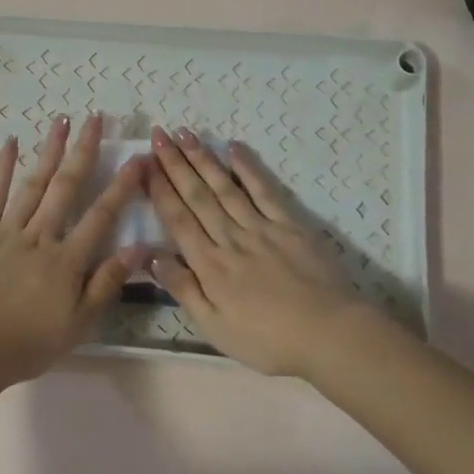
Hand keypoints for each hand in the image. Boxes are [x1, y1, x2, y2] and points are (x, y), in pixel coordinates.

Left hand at [0, 115, 145, 384]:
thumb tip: (138, 248)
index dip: (121, 187)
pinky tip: (11, 144)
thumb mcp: (78, 323)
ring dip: (49, 150)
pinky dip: (2, 168)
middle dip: (84, 151)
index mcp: (68, 260)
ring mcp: (7, 231)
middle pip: (67, 187)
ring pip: (33, 184)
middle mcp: (41, 236)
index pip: (101, 216)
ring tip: (62, 120)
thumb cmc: (28, 343)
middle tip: (96, 118)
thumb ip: (107, 284)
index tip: (137, 159)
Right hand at [144, 126, 376, 377]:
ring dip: (203, 159)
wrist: (327, 333)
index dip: (160, 190)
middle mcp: (230, 238)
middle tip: (159, 134)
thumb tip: (151, 257)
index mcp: (209, 265)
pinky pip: (265, 191)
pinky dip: (249, 168)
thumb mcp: (213, 326)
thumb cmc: (266, 339)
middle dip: (175, 164)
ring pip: (225, 187)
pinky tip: (234, 149)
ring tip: (186, 134)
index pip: (178, 219)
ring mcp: (261, 228)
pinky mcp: (290, 226)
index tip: (145, 163)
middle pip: (198, 196)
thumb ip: (183, 289)